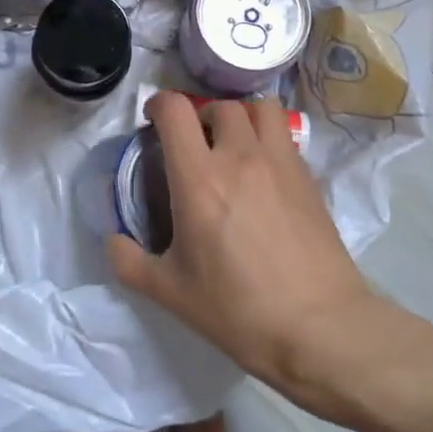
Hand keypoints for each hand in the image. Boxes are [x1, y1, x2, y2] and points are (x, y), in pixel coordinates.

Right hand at [107, 93, 381, 406]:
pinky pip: (285, 136)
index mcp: (198, 177)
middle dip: (201, 116)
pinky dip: (269, 139)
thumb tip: (113, 240)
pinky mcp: (308, 176)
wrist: (319, 328)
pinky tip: (264, 173)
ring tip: (235, 144)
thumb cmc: (238, 310)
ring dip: (242, 116)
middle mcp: (239, 156)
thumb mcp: (170, 293)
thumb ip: (129, 262)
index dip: (158, 104)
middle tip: (195, 143)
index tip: (153, 120)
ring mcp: (279, 162)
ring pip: (260, 108)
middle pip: (218, 105)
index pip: (175, 109)